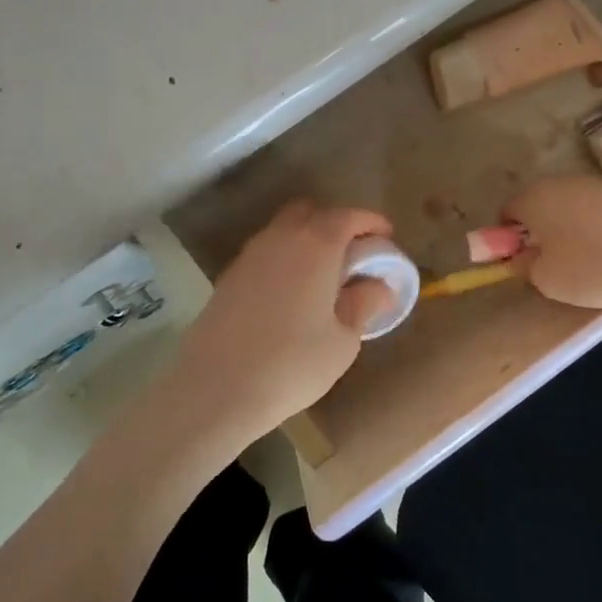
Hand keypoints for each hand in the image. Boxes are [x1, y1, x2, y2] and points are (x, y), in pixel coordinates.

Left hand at [172, 200, 396, 442]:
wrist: (215, 389)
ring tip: (324, 277)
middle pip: (311, 212)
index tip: (387, 238)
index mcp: (316, 245)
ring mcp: (249, 255)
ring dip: (307, 241)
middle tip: (353, 255)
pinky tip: (292, 294)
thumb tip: (378, 286)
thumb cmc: (292, 364)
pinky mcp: (229, 277)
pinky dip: (285, 259)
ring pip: (284, 230)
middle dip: (336, 224)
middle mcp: (280, 238)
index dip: (371, 223)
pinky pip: (266, 253)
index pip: (349, 216)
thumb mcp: (343, 340)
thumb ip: (363, 304)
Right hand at [502, 177, 601, 310]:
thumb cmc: (593, 265)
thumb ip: (525, 266)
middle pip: (540, 206)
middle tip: (553, 266)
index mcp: (533, 198)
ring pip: (572, 208)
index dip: (507, 240)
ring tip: (591, 265)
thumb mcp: (546, 279)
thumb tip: (524, 257)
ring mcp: (598, 184)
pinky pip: (601, 213)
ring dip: (573, 231)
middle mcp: (561, 182)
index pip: (506, 213)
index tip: (522, 264)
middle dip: (541, 234)